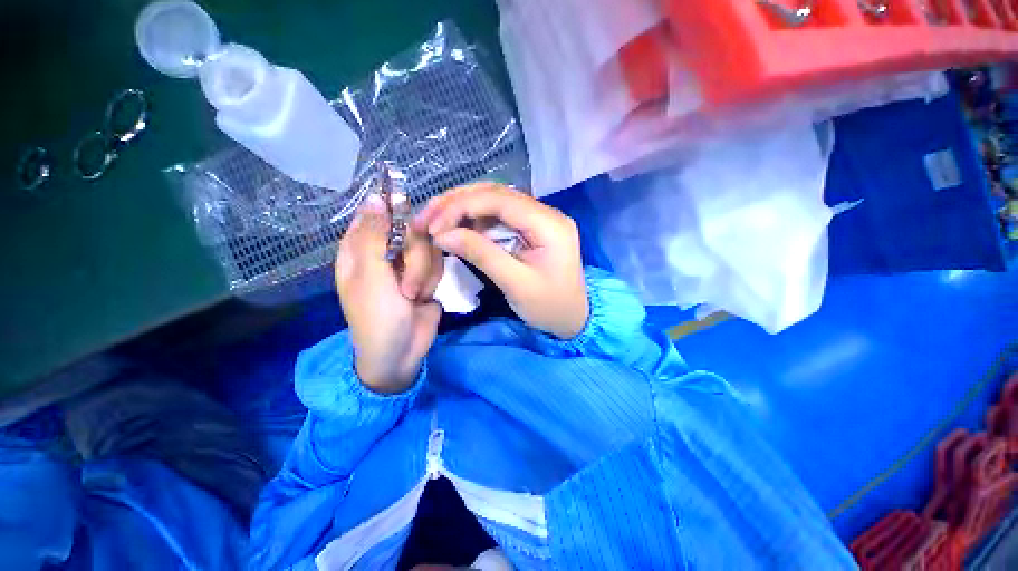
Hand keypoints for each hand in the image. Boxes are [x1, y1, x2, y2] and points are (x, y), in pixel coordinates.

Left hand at [336, 194, 442, 392]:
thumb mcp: (371, 276)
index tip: (412, 225)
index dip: (395, 214)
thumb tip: (375, 197)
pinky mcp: (427, 275)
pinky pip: (438, 263)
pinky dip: (433, 281)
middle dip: (416, 259)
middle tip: (407, 285)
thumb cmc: (377, 317)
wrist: (402, 352)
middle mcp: (386, 252)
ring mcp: (408, 264)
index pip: (377, 215)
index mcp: (361, 249)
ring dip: (424, 274)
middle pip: (412, 231)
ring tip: (414, 296)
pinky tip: (424, 297)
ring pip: (428, 247)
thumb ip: (375, 236)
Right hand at [415, 183, 588, 339]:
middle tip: (427, 215)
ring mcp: (540, 219)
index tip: (434, 225)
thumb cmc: (549, 307)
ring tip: (436, 220)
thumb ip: (481, 254)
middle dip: (458, 202)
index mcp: (550, 224)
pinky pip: (500, 216)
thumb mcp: (515, 284)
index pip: (501, 200)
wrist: (573, 319)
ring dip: (464, 207)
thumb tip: (442, 235)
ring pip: (496, 201)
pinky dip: (475, 219)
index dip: (462, 206)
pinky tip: (458, 227)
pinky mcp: (532, 228)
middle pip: (497, 194)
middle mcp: (547, 213)